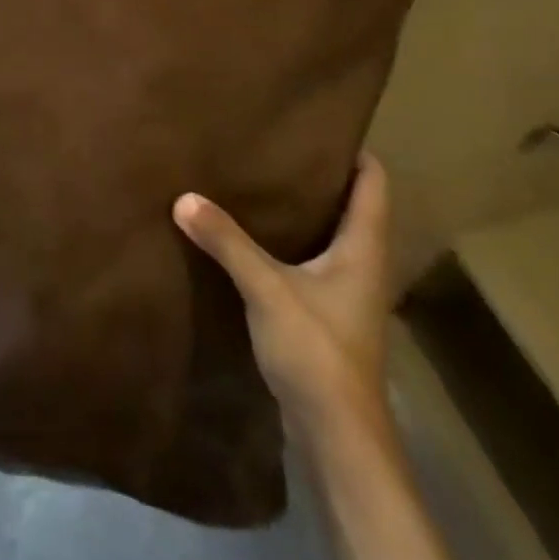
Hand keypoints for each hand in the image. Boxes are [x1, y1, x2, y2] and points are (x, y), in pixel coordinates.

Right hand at [172, 154, 392, 435]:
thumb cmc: (317, 350)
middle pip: (353, 204)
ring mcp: (348, 292)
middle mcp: (363, 263)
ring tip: (262, 183)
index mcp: (364, 247)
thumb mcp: (267, 289)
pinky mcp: (328, 314)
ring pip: (332, 234)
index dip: (353, 150)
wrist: (338, 436)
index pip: (374, 182)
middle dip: (320, 175)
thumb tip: (184, 197)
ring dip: (305, 210)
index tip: (317, 124)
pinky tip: (257, 237)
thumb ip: (227, 242)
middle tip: (276, 147)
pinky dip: (292, 241)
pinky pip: (314, 261)